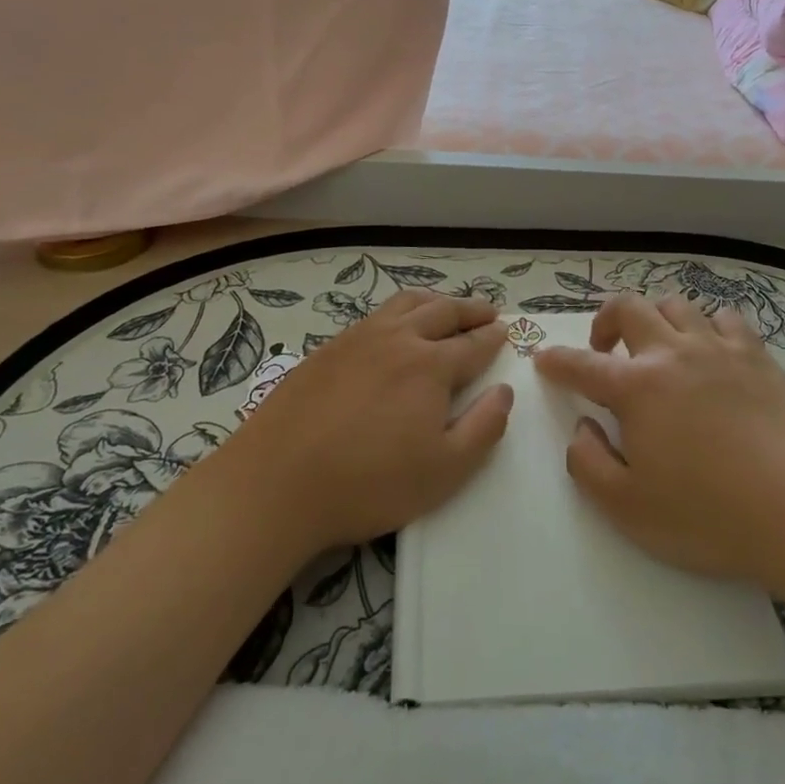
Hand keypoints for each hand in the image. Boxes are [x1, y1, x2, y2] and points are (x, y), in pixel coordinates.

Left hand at [213, 290, 511, 560]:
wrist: (277, 482)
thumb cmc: (368, 483)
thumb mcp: (443, 471)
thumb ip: (483, 429)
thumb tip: (504, 392)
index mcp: (430, 365)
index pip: (473, 344)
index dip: (493, 337)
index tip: (507, 330)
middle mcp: (398, 339)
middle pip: (443, 311)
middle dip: (471, 309)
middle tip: (488, 311)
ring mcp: (359, 338)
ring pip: (406, 303)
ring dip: (435, 300)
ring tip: (446, 306)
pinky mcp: (328, 348)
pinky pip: (375, 315)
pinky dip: (399, 311)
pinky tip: (395, 328)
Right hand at [535, 294, 784, 589]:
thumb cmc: (709, 515)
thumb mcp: (629, 509)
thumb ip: (589, 465)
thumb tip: (583, 427)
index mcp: (637, 388)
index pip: (582, 365)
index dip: (558, 361)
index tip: (545, 360)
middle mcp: (673, 354)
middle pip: (629, 308)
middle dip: (605, 320)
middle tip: (605, 348)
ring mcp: (719, 349)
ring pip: (676, 305)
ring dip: (656, 319)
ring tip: (658, 348)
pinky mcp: (758, 357)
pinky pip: (725, 319)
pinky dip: (708, 326)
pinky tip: (711, 351)